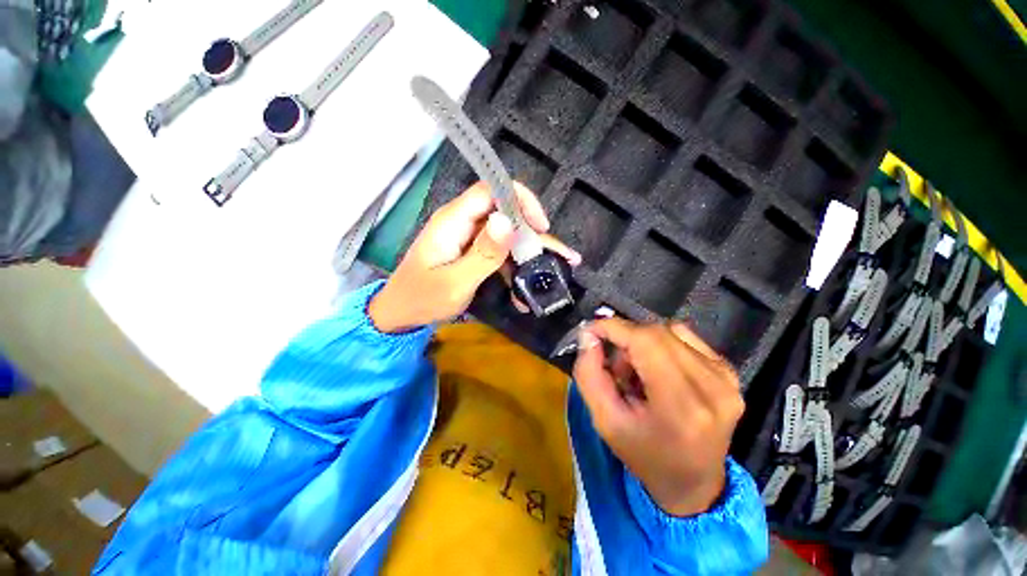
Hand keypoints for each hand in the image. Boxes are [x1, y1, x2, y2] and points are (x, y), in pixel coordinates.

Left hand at [369, 181, 580, 332]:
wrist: (401, 315)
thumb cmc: (423, 299)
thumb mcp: (455, 282)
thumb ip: (483, 253)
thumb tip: (507, 221)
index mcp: (453, 221)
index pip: (490, 190)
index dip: (520, 200)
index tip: (541, 225)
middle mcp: (462, 222)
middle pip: (504, 213)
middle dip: (533, 234)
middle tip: (560, 255)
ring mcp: (467, 237)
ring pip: (506, 235)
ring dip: (528, 254)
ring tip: (552, 273)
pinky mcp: (471, 251)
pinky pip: (499, 252)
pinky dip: (514, 268)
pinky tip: (523, 290)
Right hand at [573, 318, 743, 516]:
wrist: (694, 484)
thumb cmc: (644, 456)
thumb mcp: (604, 421)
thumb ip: (589, 374)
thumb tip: (588, 336)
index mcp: (682, 405)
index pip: (646, 341)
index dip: (614, 328)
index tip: (590, 331)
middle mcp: (712, 386)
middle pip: (657, 333)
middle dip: (625, 339)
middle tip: (613, 363)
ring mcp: (726, 378)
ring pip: (670, 332)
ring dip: (643, 343)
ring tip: (636, 372)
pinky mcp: (729, 373)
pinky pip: (685, 339)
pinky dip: (661, 345)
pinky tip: (656, 369)